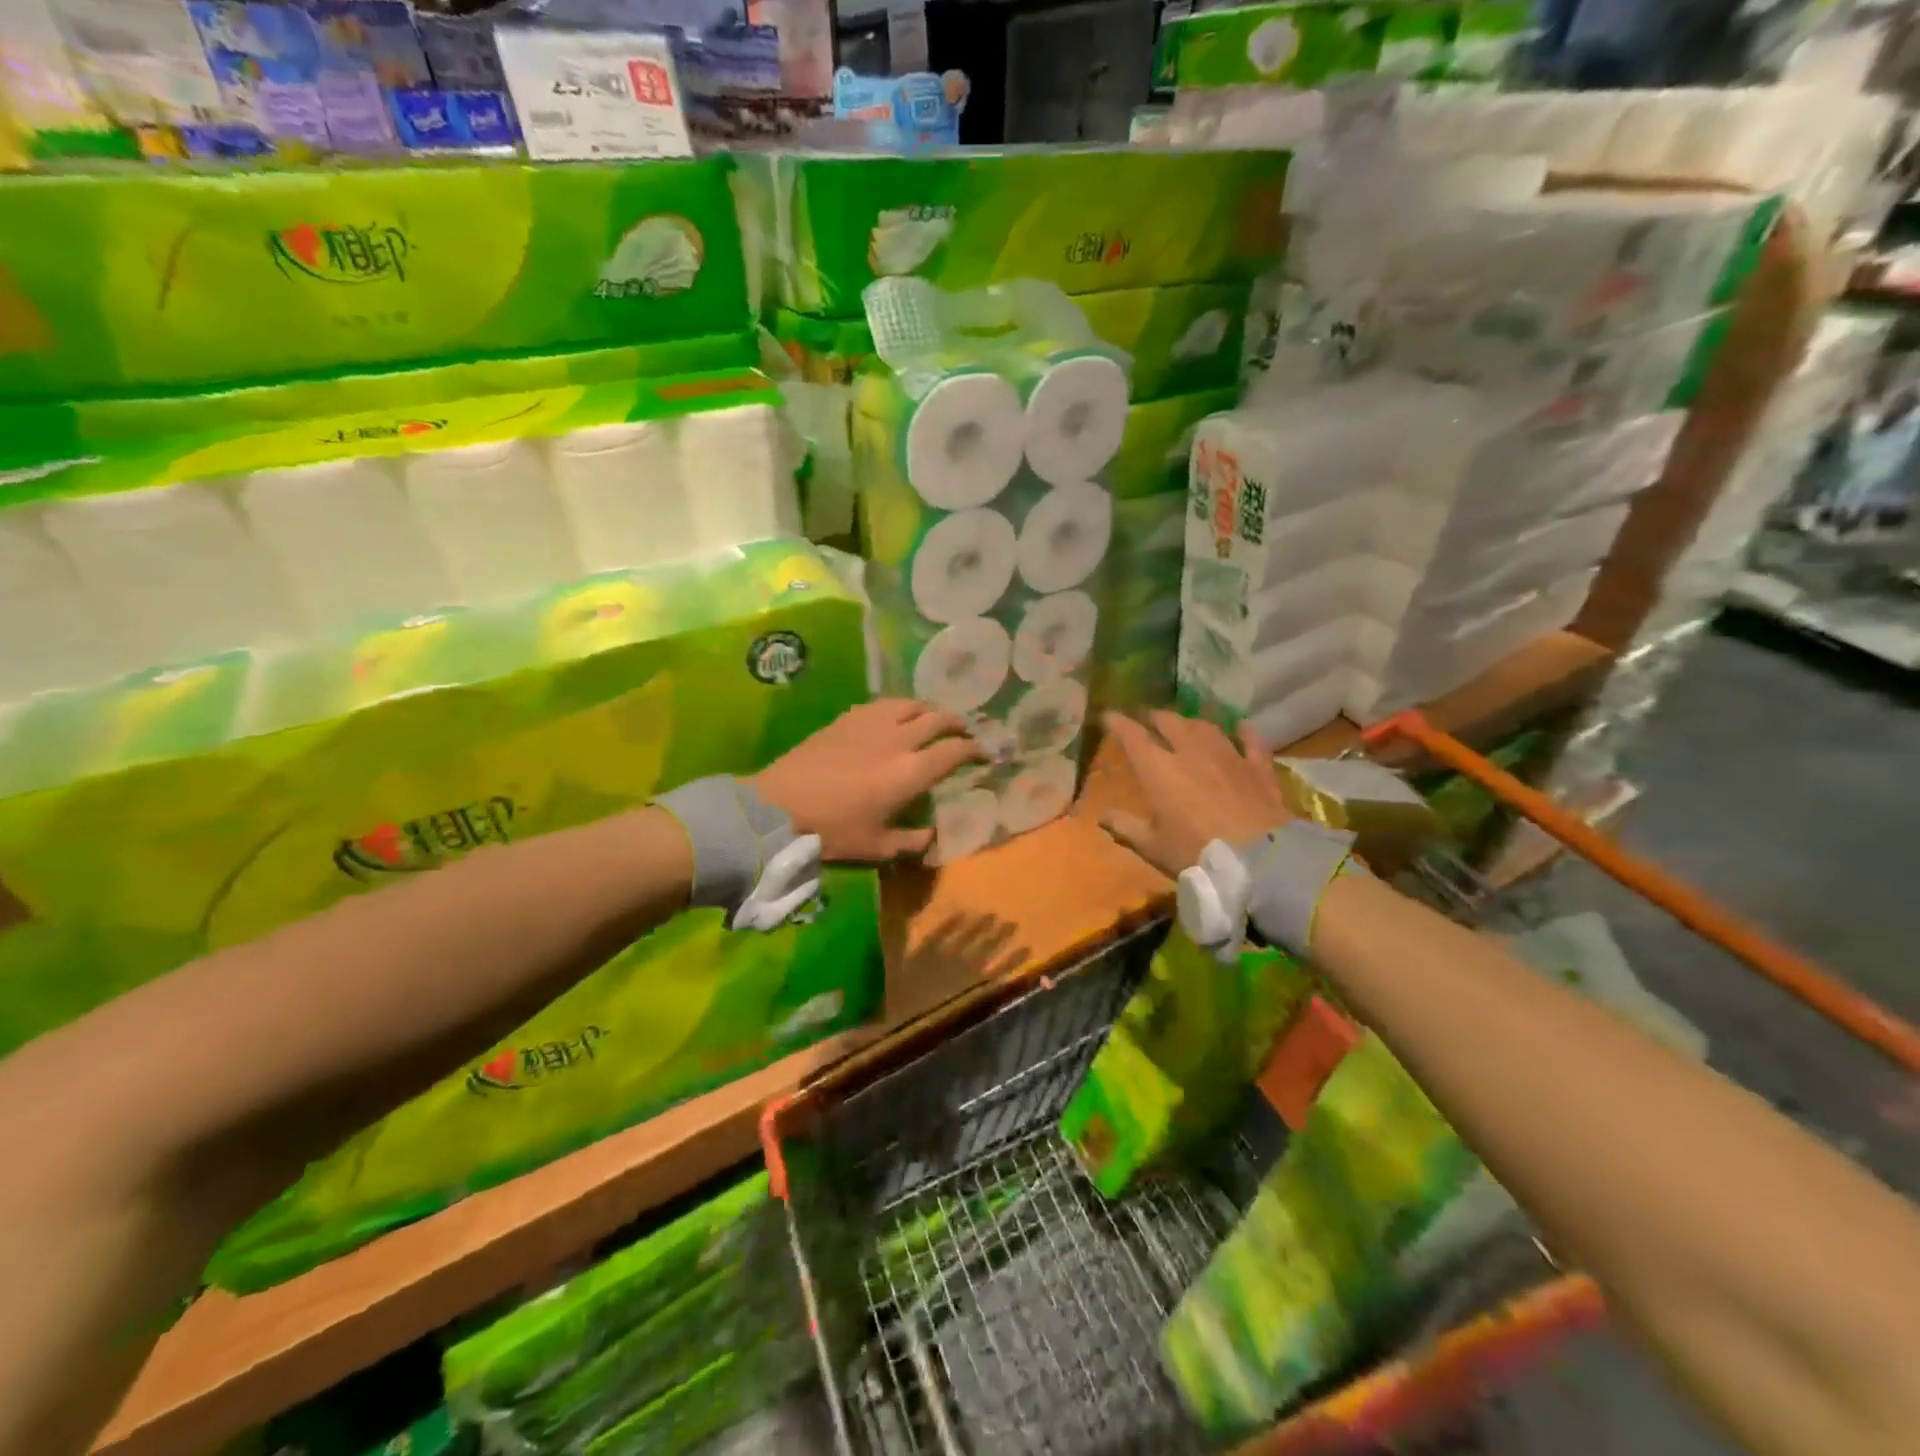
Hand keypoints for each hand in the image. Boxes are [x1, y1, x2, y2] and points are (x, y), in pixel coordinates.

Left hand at [755, 700, 985, 863]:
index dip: (975, 750)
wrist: (779, 805)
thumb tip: (932, 835)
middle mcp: (899, 739)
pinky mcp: (848, 718)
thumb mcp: (876, 847)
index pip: (955, 750)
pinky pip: (883, 703)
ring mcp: (872, 723)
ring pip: (912, 704)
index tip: (983, 754)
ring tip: (933, 718)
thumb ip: (911, 841)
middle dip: (958, 723)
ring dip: (930, 709)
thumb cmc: (832, 830)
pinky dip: (900, 707)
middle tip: (965, 731)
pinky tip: (896, 715)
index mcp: (912, 771)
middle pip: (939, 718)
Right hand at [1099, 710, 1292, 878]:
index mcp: (1158, 769)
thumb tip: (1102, 816)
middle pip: (1169, 722)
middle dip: (1155, 718)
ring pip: (1205, 727)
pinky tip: (1241, 726)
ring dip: (1191, 722)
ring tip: (1185, 724)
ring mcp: (1227, 755)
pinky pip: (1250, 741)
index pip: (1132, 736)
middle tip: (1148, 720)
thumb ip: (1126, 827)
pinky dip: (1243, 732)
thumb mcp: (1153, 847)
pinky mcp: (1257, 767)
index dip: (1118, 723)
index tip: (1108, 715)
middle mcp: (1190, 751)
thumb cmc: (1195, 852)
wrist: (1258, 858)